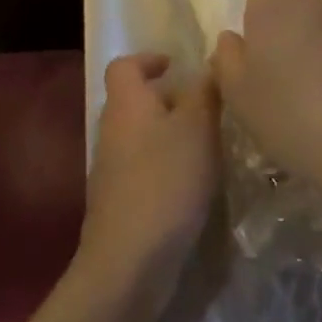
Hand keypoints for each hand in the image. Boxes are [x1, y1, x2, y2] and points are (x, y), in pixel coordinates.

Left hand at [79, 53, 219, 301]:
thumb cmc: (165, 181)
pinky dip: (167, 166)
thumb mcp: (198, 127)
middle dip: (169, 100)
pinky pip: (144, 168)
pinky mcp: (119, 202)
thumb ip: (205, 91)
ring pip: (142, 136)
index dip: (149, 59)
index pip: (124, 65)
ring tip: (209, 144)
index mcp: (127, 103)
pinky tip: (194, 183)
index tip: (178, 66)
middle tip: (207, 107)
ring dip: (171, 135)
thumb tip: (210, 63)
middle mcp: (112, 130)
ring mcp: (111, 169)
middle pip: (135, 101)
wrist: (129, 262)